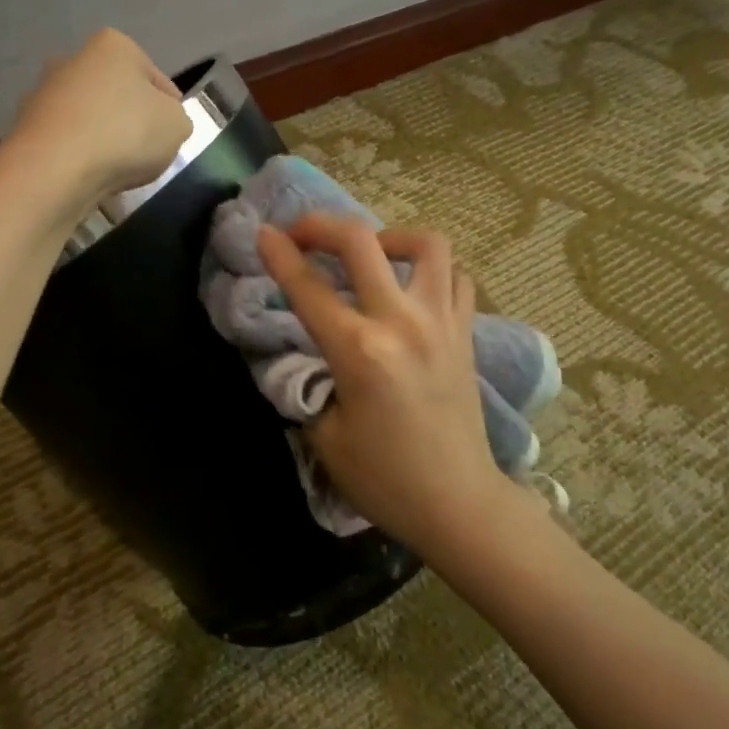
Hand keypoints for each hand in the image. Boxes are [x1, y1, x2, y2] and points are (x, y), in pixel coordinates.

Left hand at [4, 29, 192, 213]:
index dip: (171, 109)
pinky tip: (89, 177)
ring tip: (117, 171)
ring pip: (90, 118)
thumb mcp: (177, 125)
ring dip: (103, 139)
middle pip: (118, 95)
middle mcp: (74, 59)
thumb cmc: (124, 134)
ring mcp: (44, 93)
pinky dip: (79, 157)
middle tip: (146, 153)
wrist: (54, 170)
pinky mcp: (26, 127)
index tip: (173, 135)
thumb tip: (162, 122)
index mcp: (114, 46)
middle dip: (131, 120)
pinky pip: (67, 142)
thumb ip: (177, 119)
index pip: (157, 79)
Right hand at [257, 213, 509, 552]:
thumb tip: (307, 355)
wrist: (459, 503)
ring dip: (389, 237)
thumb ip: (310, 383)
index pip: (308, 288)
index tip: (263, 233)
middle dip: (322, 225)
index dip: (279, 254)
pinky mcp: (466, 333)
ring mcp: (442, 322)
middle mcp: (402, 323)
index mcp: (359, 351)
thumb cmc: (385, 479)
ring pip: (426, 244)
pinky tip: (410, 288)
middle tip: (303, 233)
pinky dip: (431, 270)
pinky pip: (456, 277)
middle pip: (361, 242)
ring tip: (370, 255)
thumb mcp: (324, 436)